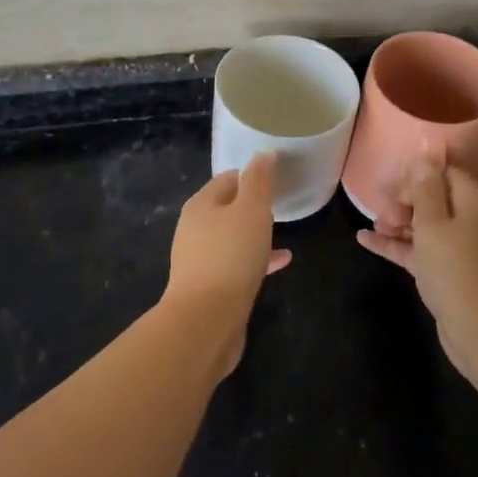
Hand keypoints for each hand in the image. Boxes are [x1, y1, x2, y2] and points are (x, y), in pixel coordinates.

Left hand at [163, 154, 291, 375]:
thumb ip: (259, 180)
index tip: (276, 178)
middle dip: (251, 205)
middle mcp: (195, 229)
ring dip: (254, 233)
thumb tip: (263, 155)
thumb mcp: (251, 210)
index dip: (251, 175)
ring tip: (282, 231)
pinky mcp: (210, 287)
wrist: (206, 321)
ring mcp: (200, 259)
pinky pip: (237, 264)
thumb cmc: (230, 256)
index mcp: (201, 205)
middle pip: (227, 208)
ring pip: (232, 237)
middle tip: (280, 203)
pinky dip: (257, 259)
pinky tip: (282, 262)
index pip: (227, 179)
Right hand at [356, 149, 477, 382]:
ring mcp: (463, 250)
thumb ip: (426, 186)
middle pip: (435, 199)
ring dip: (399, 224)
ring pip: (426, 227)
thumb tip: (428, 143)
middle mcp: (472, 221)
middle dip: (405, 201)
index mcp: (473, 202)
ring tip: (372, 225)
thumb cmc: (457, 271)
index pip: (445, 173)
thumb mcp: (434, 223)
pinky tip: (366, 242)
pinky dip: (398, 246)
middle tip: (381, 210)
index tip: (392, 185)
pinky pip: (422, 251)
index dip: (418, 175)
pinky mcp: (452, 275)